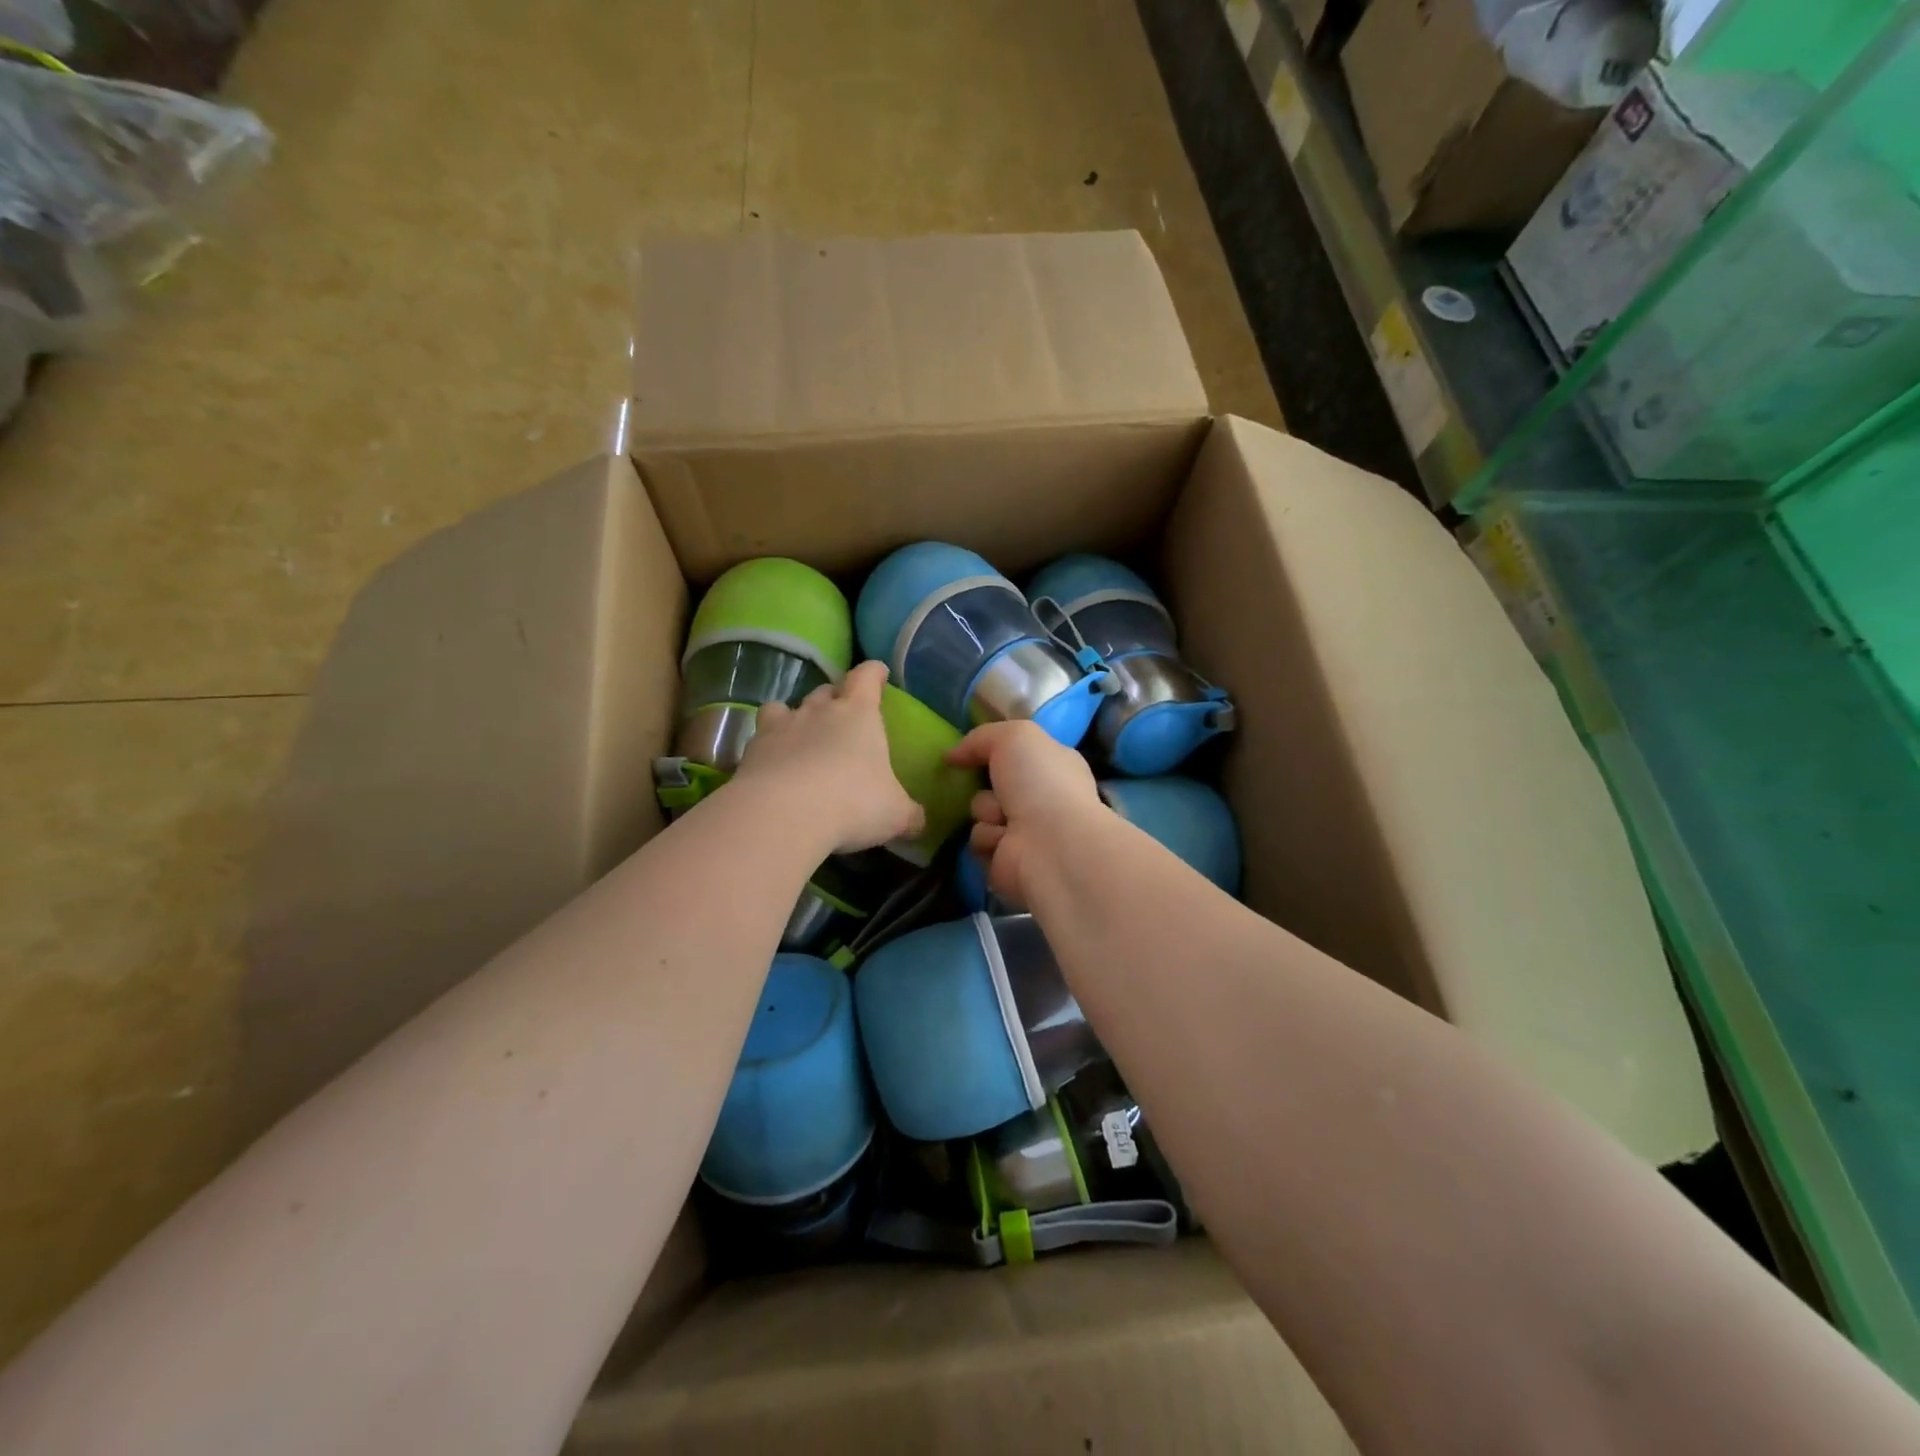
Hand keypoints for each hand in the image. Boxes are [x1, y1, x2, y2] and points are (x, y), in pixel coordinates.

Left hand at [734, 660, 925, 853]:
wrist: (783, 815)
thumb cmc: (853, 803)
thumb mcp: (895, 814)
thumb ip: (909, 814)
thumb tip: (919, 820)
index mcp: (859, 714)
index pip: (866, 677)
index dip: (873, 673)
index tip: (878, 673)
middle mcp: (818, 711)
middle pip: (826, 690)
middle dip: (834, 698)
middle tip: (842, 714)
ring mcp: (780, 728)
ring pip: (785, 707)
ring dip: (795, 717)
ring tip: (800, 735)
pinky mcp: (751, 751)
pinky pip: (760, 739)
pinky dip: (768, 748)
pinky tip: (773, 766)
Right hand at [947, 720, 1102, 908]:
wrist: (1051, 843)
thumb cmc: (1041, 781)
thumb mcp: (1014, 736)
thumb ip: (981, 737)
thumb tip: (952, 755)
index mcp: (1053, 765)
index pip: (1017, 753)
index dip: (993, 750)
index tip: (969, 752)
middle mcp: (1042, 797)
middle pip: (992, 782)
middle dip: (984, 783)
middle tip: (991, 785)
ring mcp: (1025, 831)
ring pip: (981, 811)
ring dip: (986, 811)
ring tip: (1004, 818)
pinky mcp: (1007, 860)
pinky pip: (979, 840)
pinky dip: (988, 838)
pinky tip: (1005, 841)